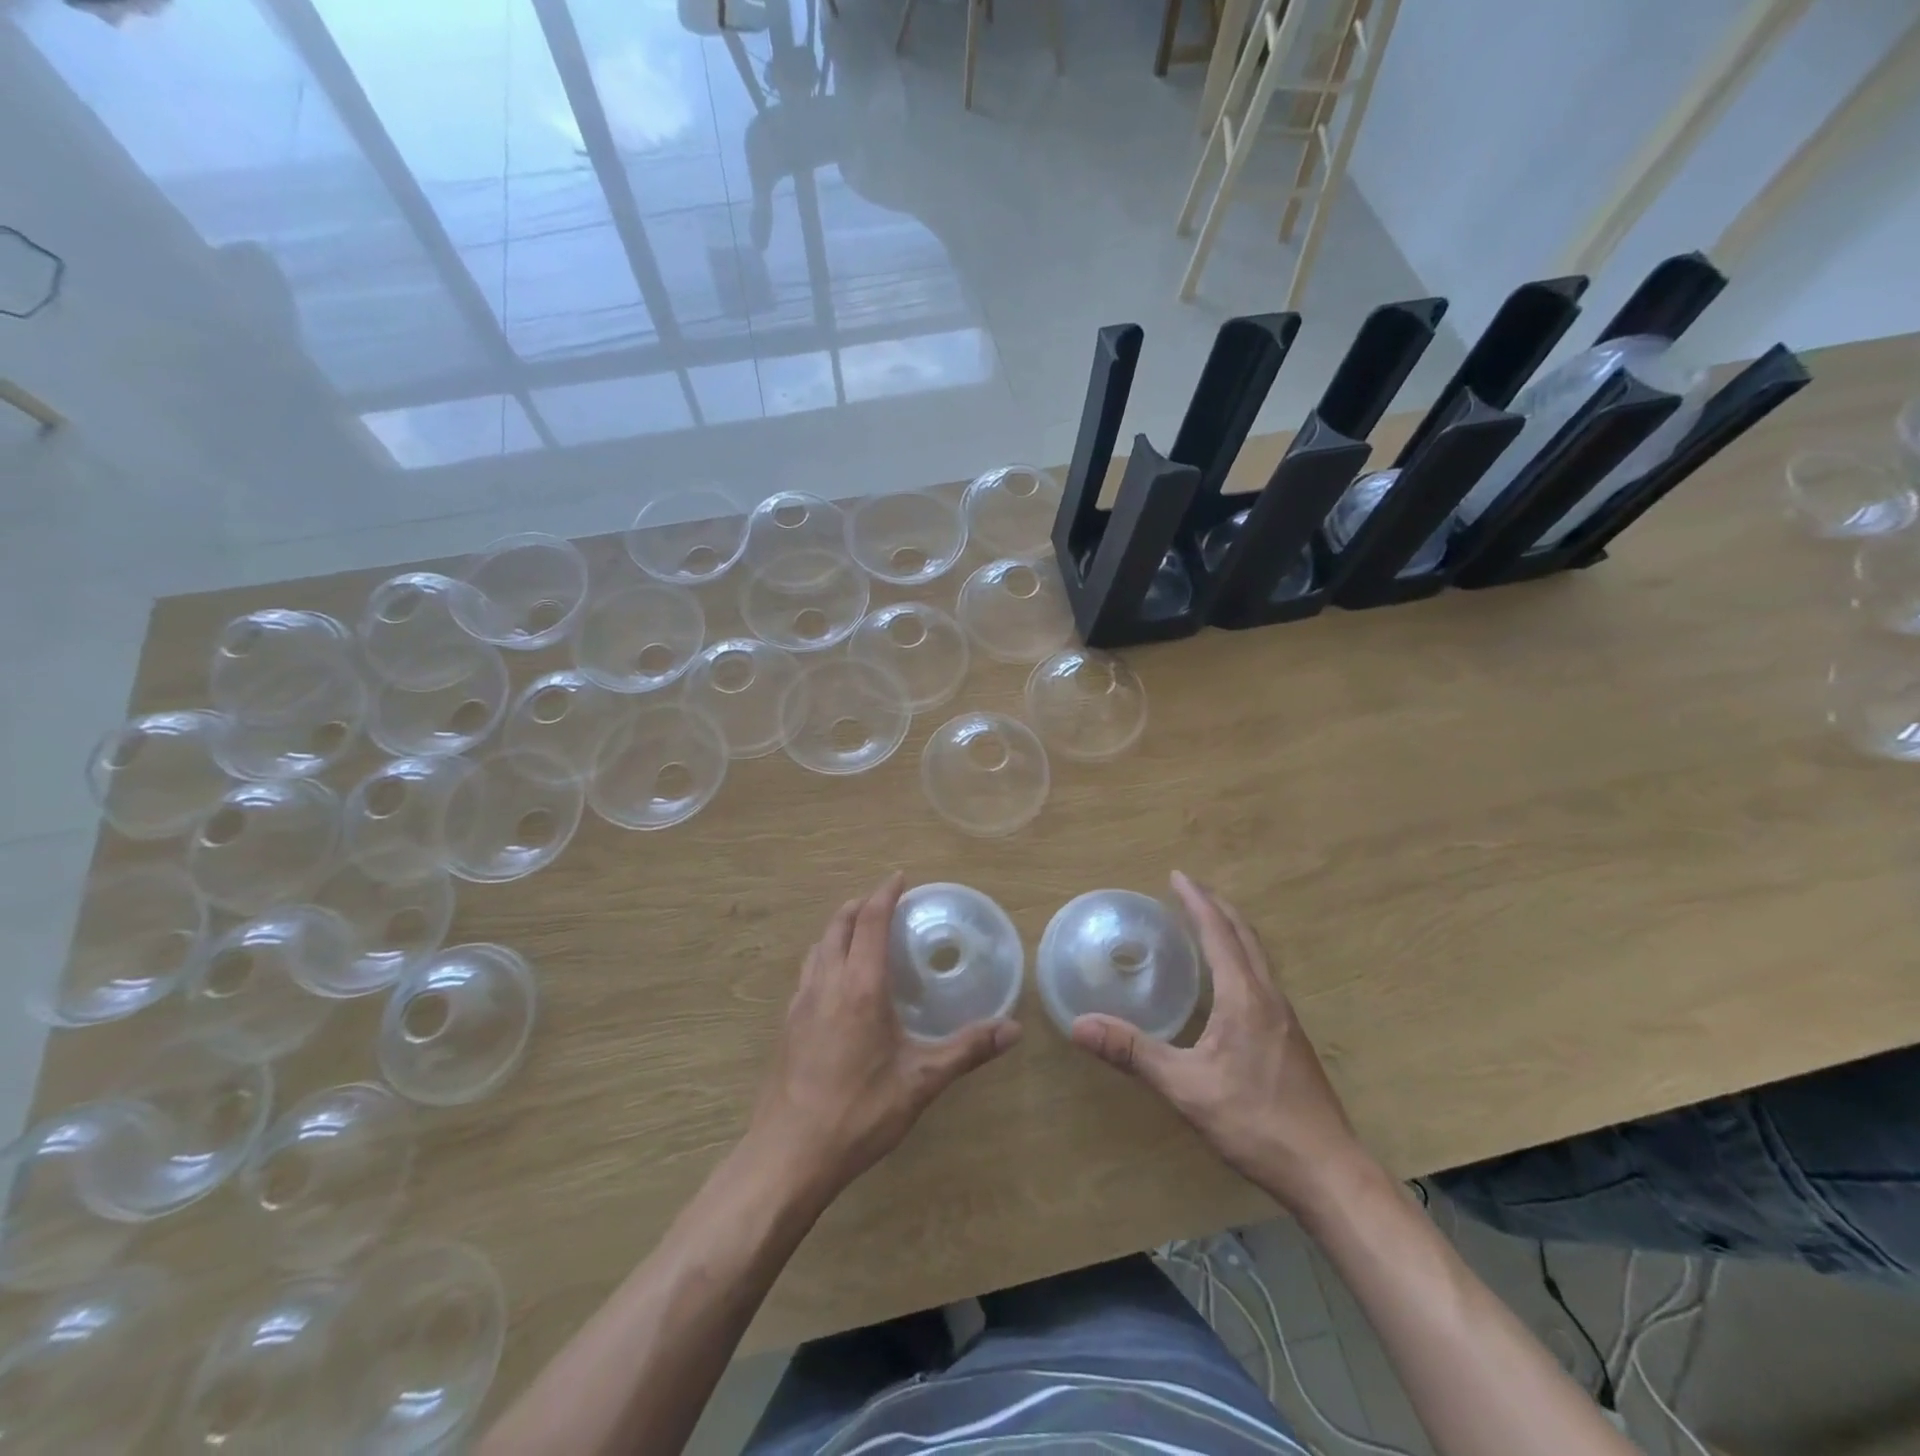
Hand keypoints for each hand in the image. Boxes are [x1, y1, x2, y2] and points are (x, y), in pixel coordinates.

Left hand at [749, 872, 1021, 1200]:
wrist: (789, 1155)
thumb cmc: (859, 1112)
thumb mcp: (921, 1082)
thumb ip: (967, 1050)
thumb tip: (1013, 1029)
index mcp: (860, 987)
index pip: (871, 921)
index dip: (885, 894)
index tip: (900, 878)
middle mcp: (826, 983)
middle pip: (839, 925)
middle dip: (860, 905)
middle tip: (883, 901)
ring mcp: (800, 1003)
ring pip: (818, 947)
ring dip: (839, 928)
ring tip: (860, 933)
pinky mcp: (787, 1025)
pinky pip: (808, 971)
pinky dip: (825, 956)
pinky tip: (837, 983)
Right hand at [1070, 871, 1372, 1215]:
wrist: (1327, 1172)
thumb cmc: (1254, 1122)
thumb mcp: (1185, 1087)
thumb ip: (1132, 1052)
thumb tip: (1079, 1024)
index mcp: (1244, 997)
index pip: (1219, 932)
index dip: (1197, 901)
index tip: (1177, 875)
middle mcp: (1269, 997)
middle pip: (1245, 936)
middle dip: (1216, 907)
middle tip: (1188, 890)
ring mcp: (1285, 1019)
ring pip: (1258, 957)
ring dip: (1231, 931)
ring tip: (1205, 926)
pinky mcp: (1290, 1040)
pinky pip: (1262, 979)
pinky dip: (1240, 959)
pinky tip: (1228, 984)